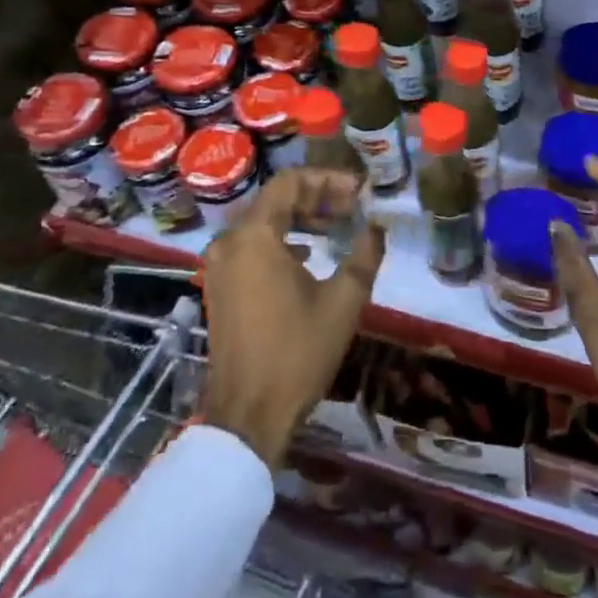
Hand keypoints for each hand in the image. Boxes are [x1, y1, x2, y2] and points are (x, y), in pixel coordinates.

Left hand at [200, 169, 383, 467]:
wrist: (248, 417)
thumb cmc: (296, 353)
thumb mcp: (343, 301)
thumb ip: (364, 254)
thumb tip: (377, 226)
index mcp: (254, 236)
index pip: (290, 182)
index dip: (328, 179)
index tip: (359, 191)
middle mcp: (230, 242)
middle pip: (275, 200)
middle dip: (317, 197)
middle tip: (353, 207)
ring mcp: (220, 266)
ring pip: (263, 222)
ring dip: (300, 218)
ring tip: (336, 226)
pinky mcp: (220, 287)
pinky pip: (252, 246)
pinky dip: (281, 240)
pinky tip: (308, 255)